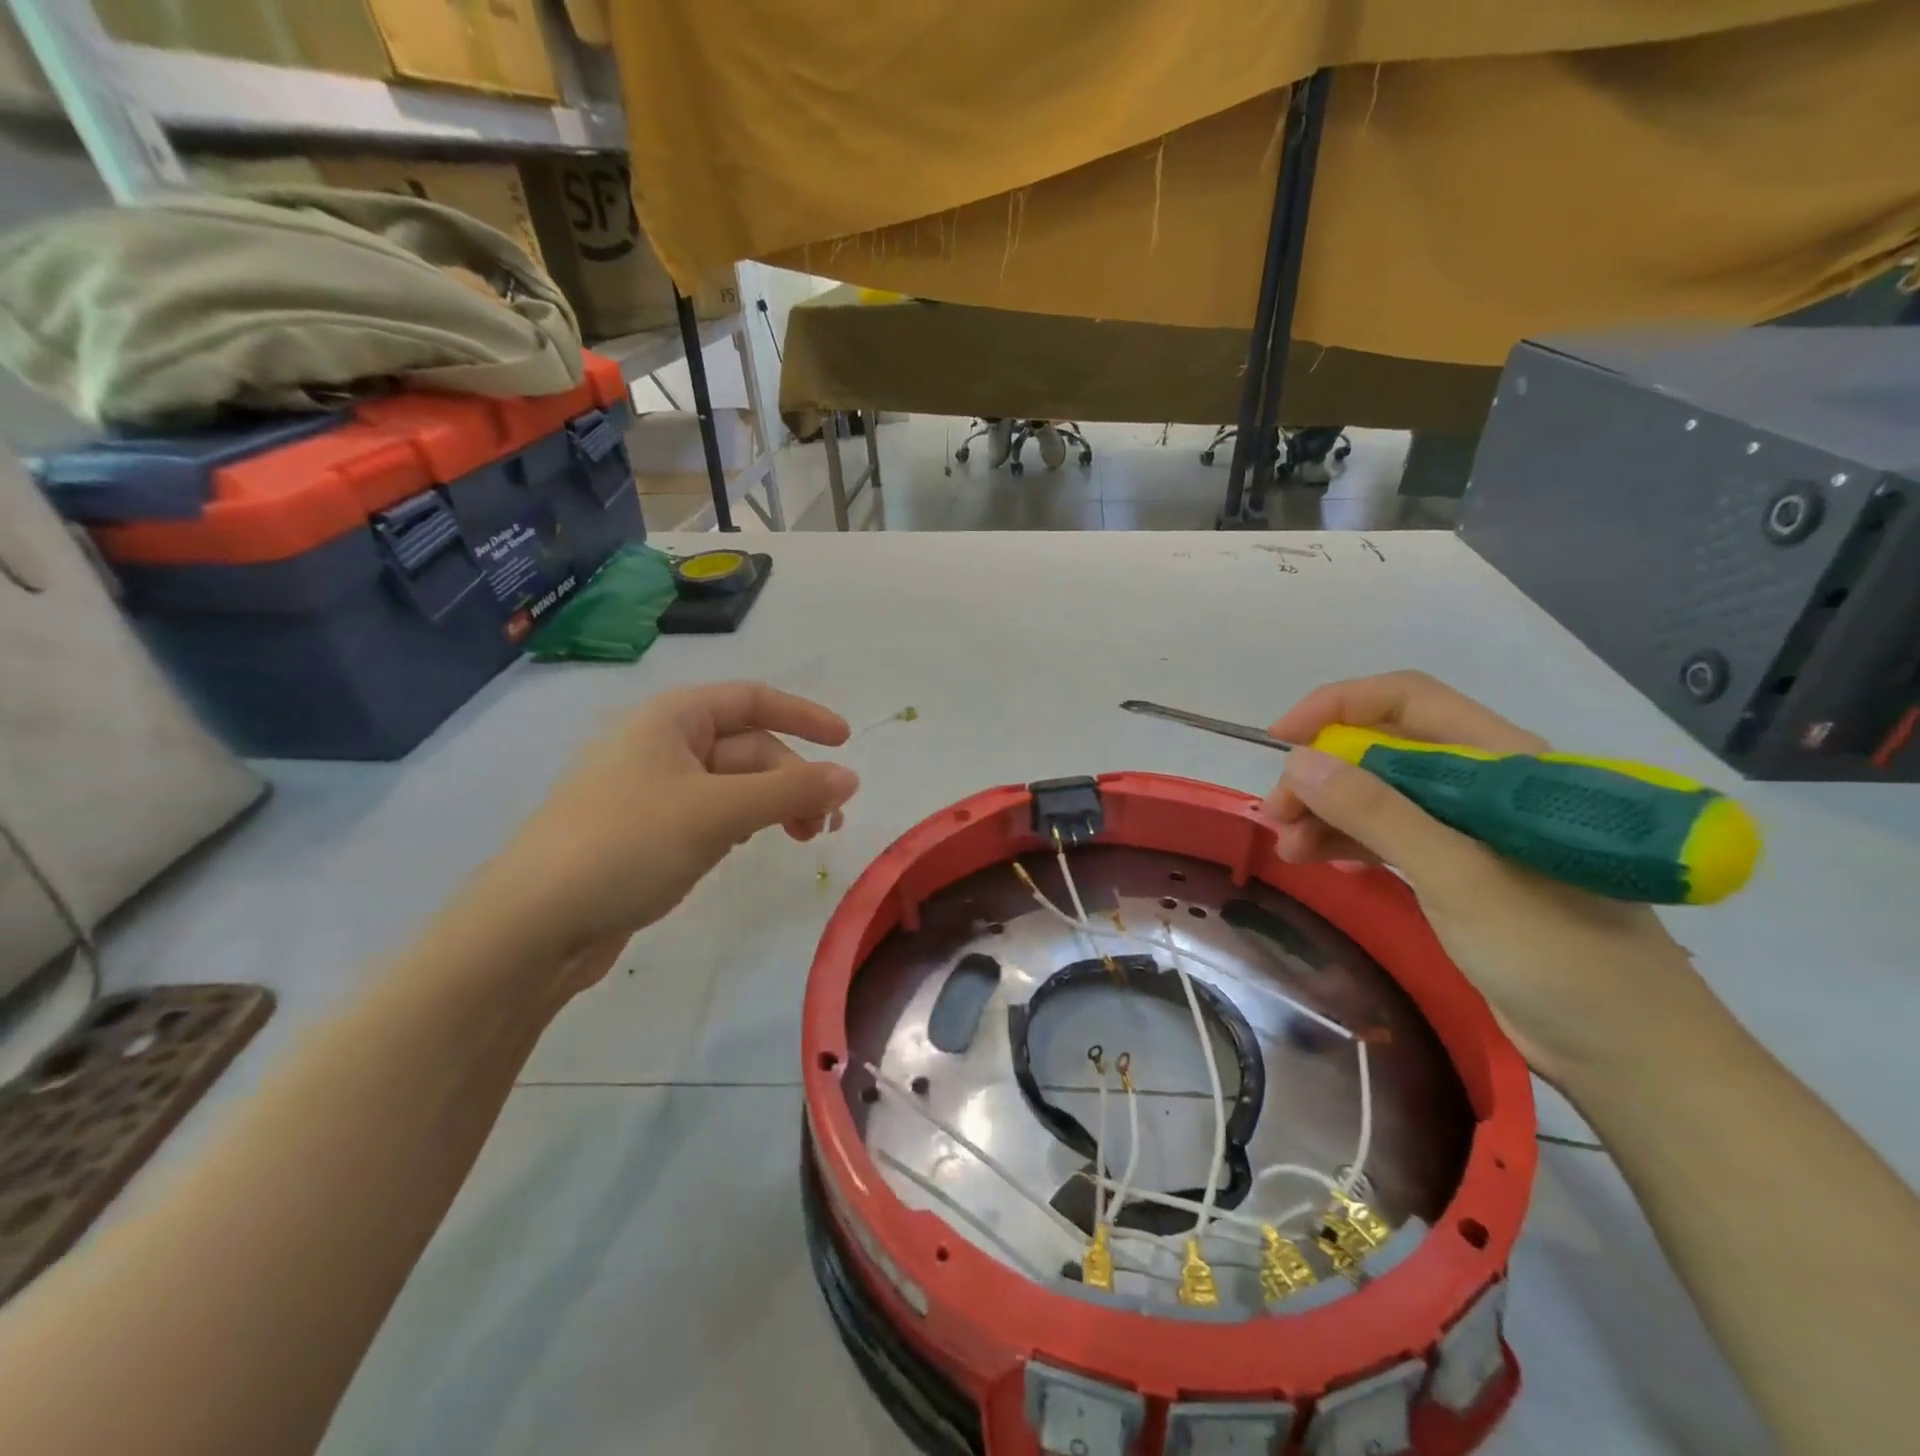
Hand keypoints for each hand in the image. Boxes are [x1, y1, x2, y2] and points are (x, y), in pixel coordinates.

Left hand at [472, 682, 858, 982]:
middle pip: (748, 748)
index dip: (803, 716)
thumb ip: (789, 792)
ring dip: (774, 804)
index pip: (752, 699)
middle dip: (793, 780)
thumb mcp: (717, 813)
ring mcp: (651, 791)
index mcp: (670, 719)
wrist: (532, 926)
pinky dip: (743, 824)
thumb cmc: (626, 846)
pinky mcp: (647, 834)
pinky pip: (712, 814)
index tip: (846, 743)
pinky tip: (751, 847)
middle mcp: (661, 745)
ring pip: (733, 785)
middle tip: (825, 825)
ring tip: (802, 840)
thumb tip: (850, 778)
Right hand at [1260, 671, 1708, 1083]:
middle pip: (1383, 748)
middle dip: (1322, 771)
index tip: (1281, 740)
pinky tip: (1314, 859)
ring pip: (1378, 793)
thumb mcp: (1458, 877)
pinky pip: (1386, 834)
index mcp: (1503, 763)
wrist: (1627, 1052)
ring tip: (1286, 845)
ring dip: (1326, 810)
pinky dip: (1345, 840)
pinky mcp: (1456, 868)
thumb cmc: (1556, 954)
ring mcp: (1469, 828)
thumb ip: (1377, 813)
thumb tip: (1299, 760)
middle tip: (1278, 815)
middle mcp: (1484, 785)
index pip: (1409, 700)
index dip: (1338, 706)